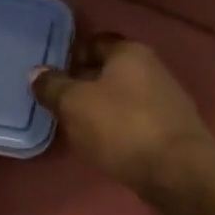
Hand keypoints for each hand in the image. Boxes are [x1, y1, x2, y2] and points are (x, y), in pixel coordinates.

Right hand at [31, 34, 214, 194]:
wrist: (178, 172)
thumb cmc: (121, 128)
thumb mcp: (74, 104)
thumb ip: (53, 86)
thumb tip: (36, 73)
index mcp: (129, 52)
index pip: (95, 42)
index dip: (71, 57)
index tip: (52, 78)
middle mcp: (152, 68)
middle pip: (110, 70)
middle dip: (84, 84)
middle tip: (59, 105)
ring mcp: (166, 99)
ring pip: (123, 97)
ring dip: (101, 109)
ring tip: (78, 128)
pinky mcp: (171, 129)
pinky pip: (136, 120)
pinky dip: (119, 128)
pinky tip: (105, 145)